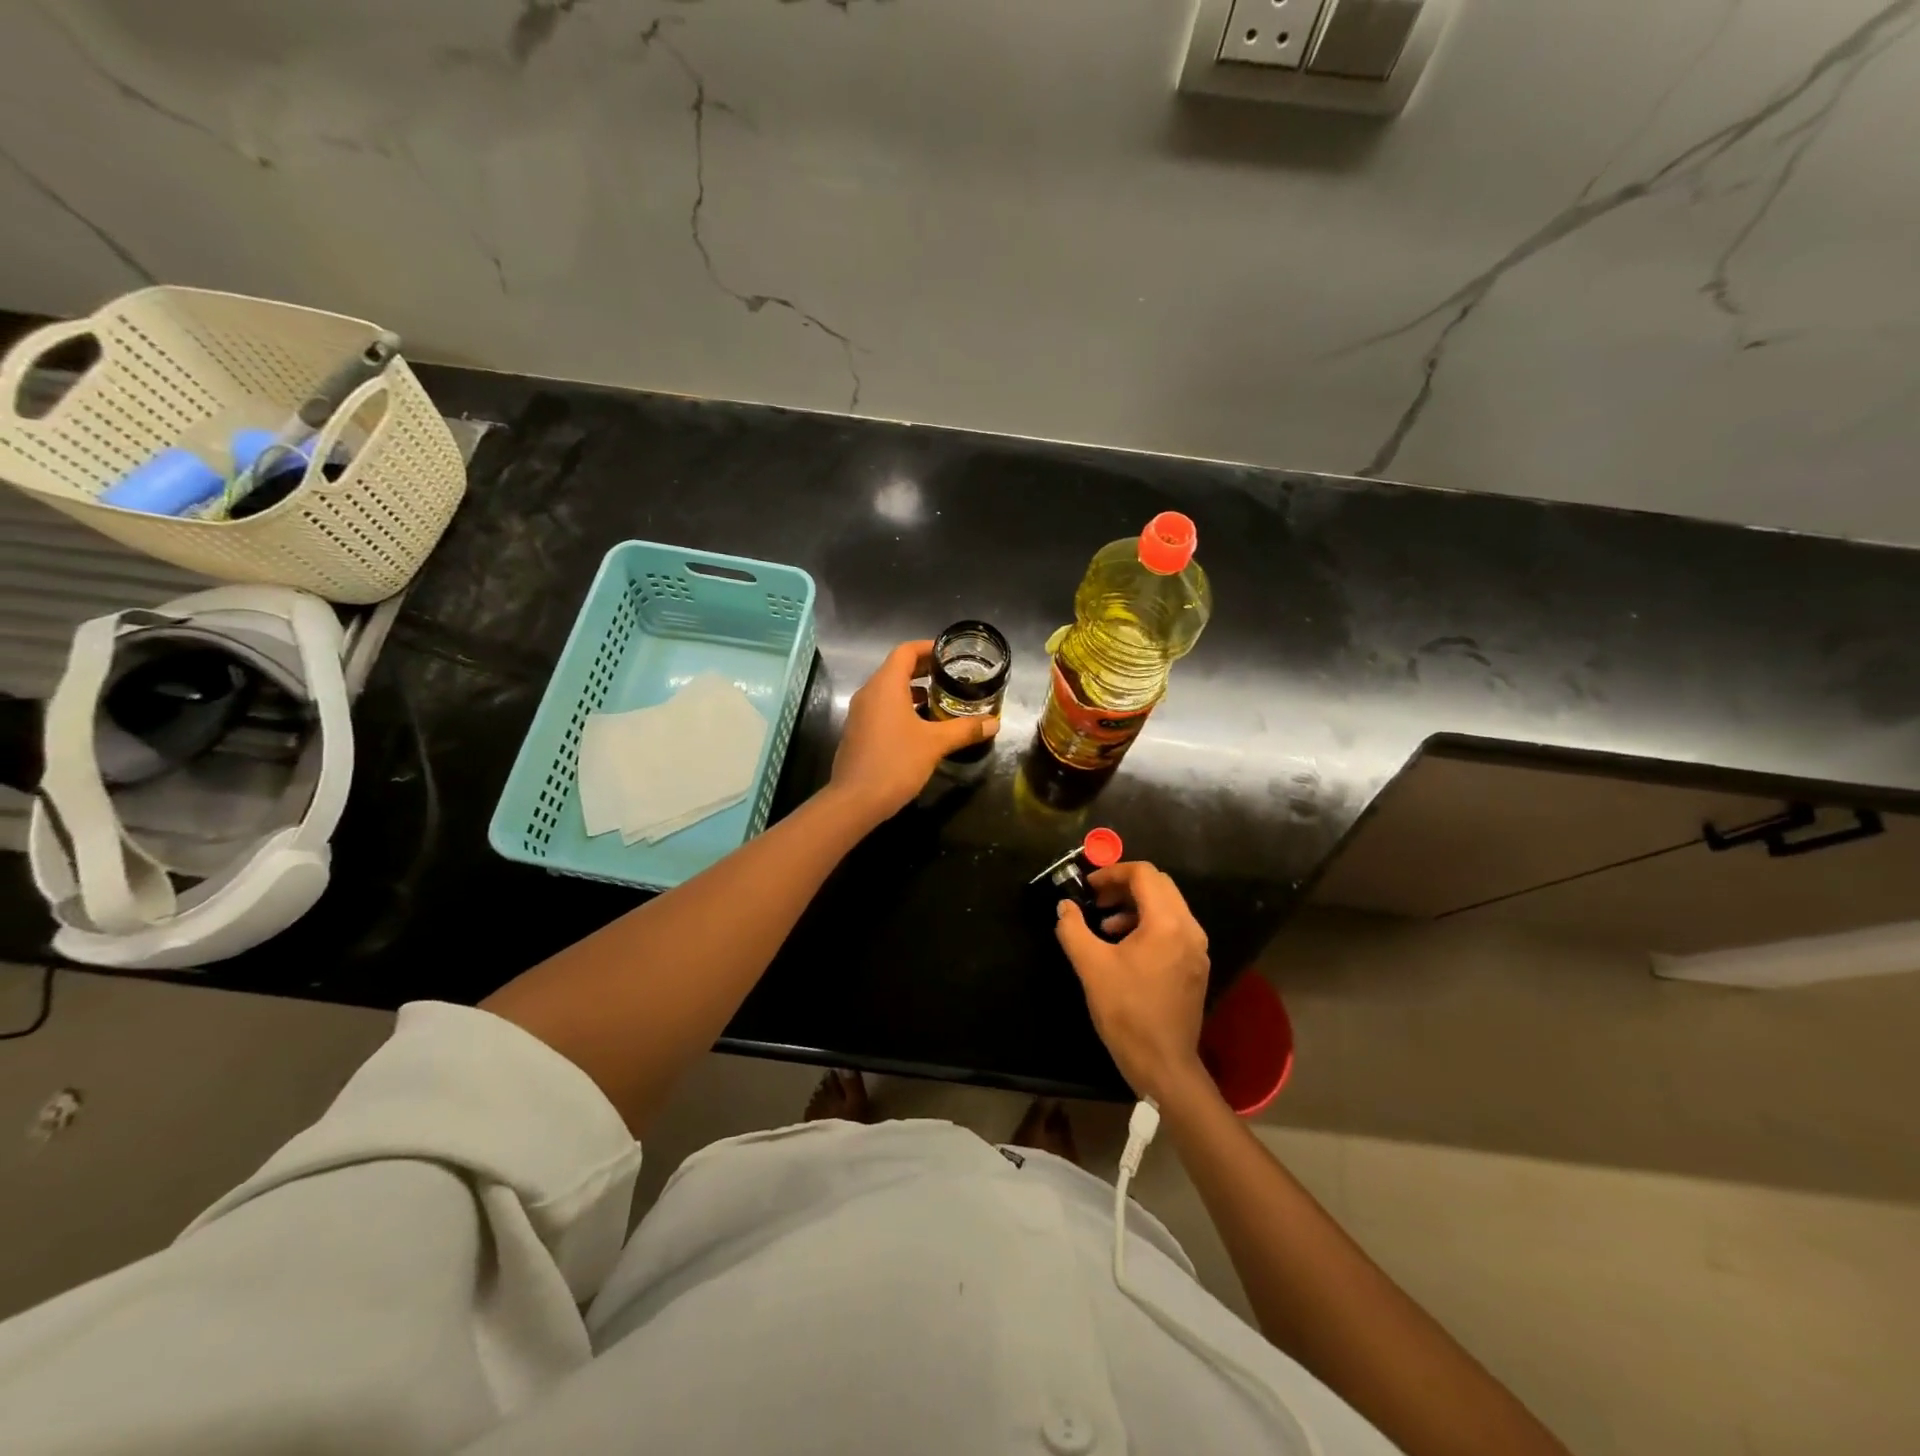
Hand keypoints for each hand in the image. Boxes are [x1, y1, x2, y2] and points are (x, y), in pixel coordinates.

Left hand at [829, 640, 997, 821]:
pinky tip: (921, 725)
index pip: (906, 651)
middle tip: (952, 675)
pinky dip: (901, 706)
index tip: (951, 653)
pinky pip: (882, 708)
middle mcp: (869, 693)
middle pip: (897, 668)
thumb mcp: (935, 744)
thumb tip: (994, 723)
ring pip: (888, 690)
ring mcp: (860, 713)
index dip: (929, 647)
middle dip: (924, 669)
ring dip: (913, 689)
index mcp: (885, 685)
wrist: (855, 801)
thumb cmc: (895, 763)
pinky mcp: (858, 732)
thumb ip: (964, 729)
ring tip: (941, 699)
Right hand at [1055, 861, 1210, 1102]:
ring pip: (1167, 906)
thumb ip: (1073, 928)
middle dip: (1124, 886)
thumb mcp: (1090, 966)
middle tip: (1095, 900)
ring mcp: (1197, 948)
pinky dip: (1148, 924)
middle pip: (1159, 885)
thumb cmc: (1126, 1011)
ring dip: (1135, 905)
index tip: (1087, 886)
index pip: (1144, 874)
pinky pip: (1173, 927)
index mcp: (1167, 923)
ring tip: (1105, 925)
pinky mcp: (1195, 966)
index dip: (1112, 872)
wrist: (1162, 1064)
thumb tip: (1064, 906)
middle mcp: (1189, 928)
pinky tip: (1124, 947)